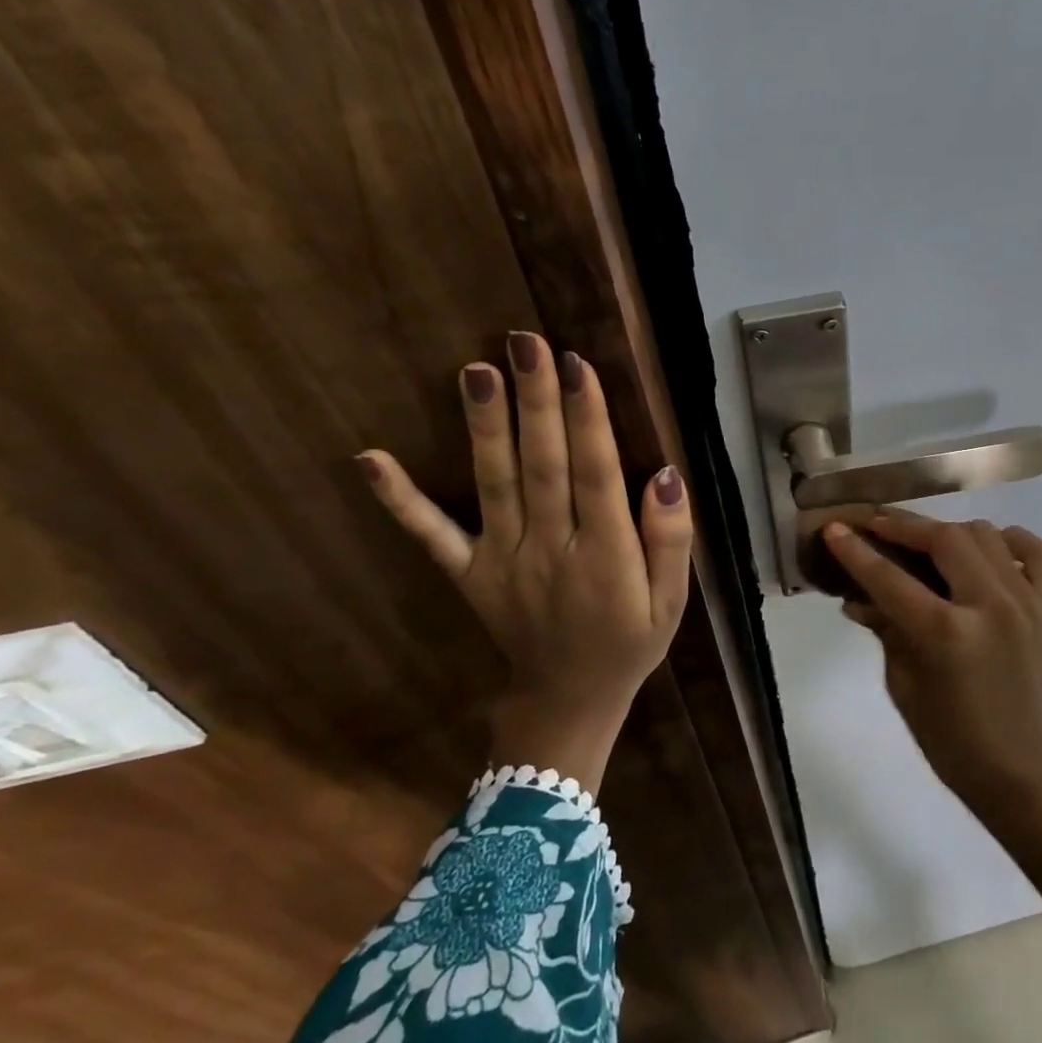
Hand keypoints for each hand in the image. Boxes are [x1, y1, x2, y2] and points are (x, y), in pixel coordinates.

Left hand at [357, 332, 692, 787]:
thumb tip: (665, 474)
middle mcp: (550, 549)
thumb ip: (671, 539)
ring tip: (475, 371)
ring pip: (495, 484)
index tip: (576, 365)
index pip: (595, 473)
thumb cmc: (629, 643)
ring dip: (484, 427)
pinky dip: (400, 500)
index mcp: (605, 556)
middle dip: (535, 401)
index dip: (587, 418)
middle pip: (543, 465)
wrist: (568, 700)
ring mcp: (502, 561)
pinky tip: (370, 460)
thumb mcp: (672, 601)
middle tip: (524, 342)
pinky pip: (432, 536)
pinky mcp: (469, 573)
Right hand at [824, 513, 1041, 810]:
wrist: (1018, 768)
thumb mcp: (902, 684)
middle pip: (944, 538)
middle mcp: (989, 606)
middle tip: (878, 526)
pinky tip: (985, 552)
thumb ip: (885, 630)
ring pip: (985, 535)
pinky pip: (1035, 551)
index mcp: (946, 634)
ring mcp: (1025, 602)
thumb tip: (857, 596)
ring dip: (949, 532)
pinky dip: (1007, 541)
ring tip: (926, 544)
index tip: (835, 529)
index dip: (857, 551)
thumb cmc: (949, 738)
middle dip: (904, 526)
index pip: (890, 578)